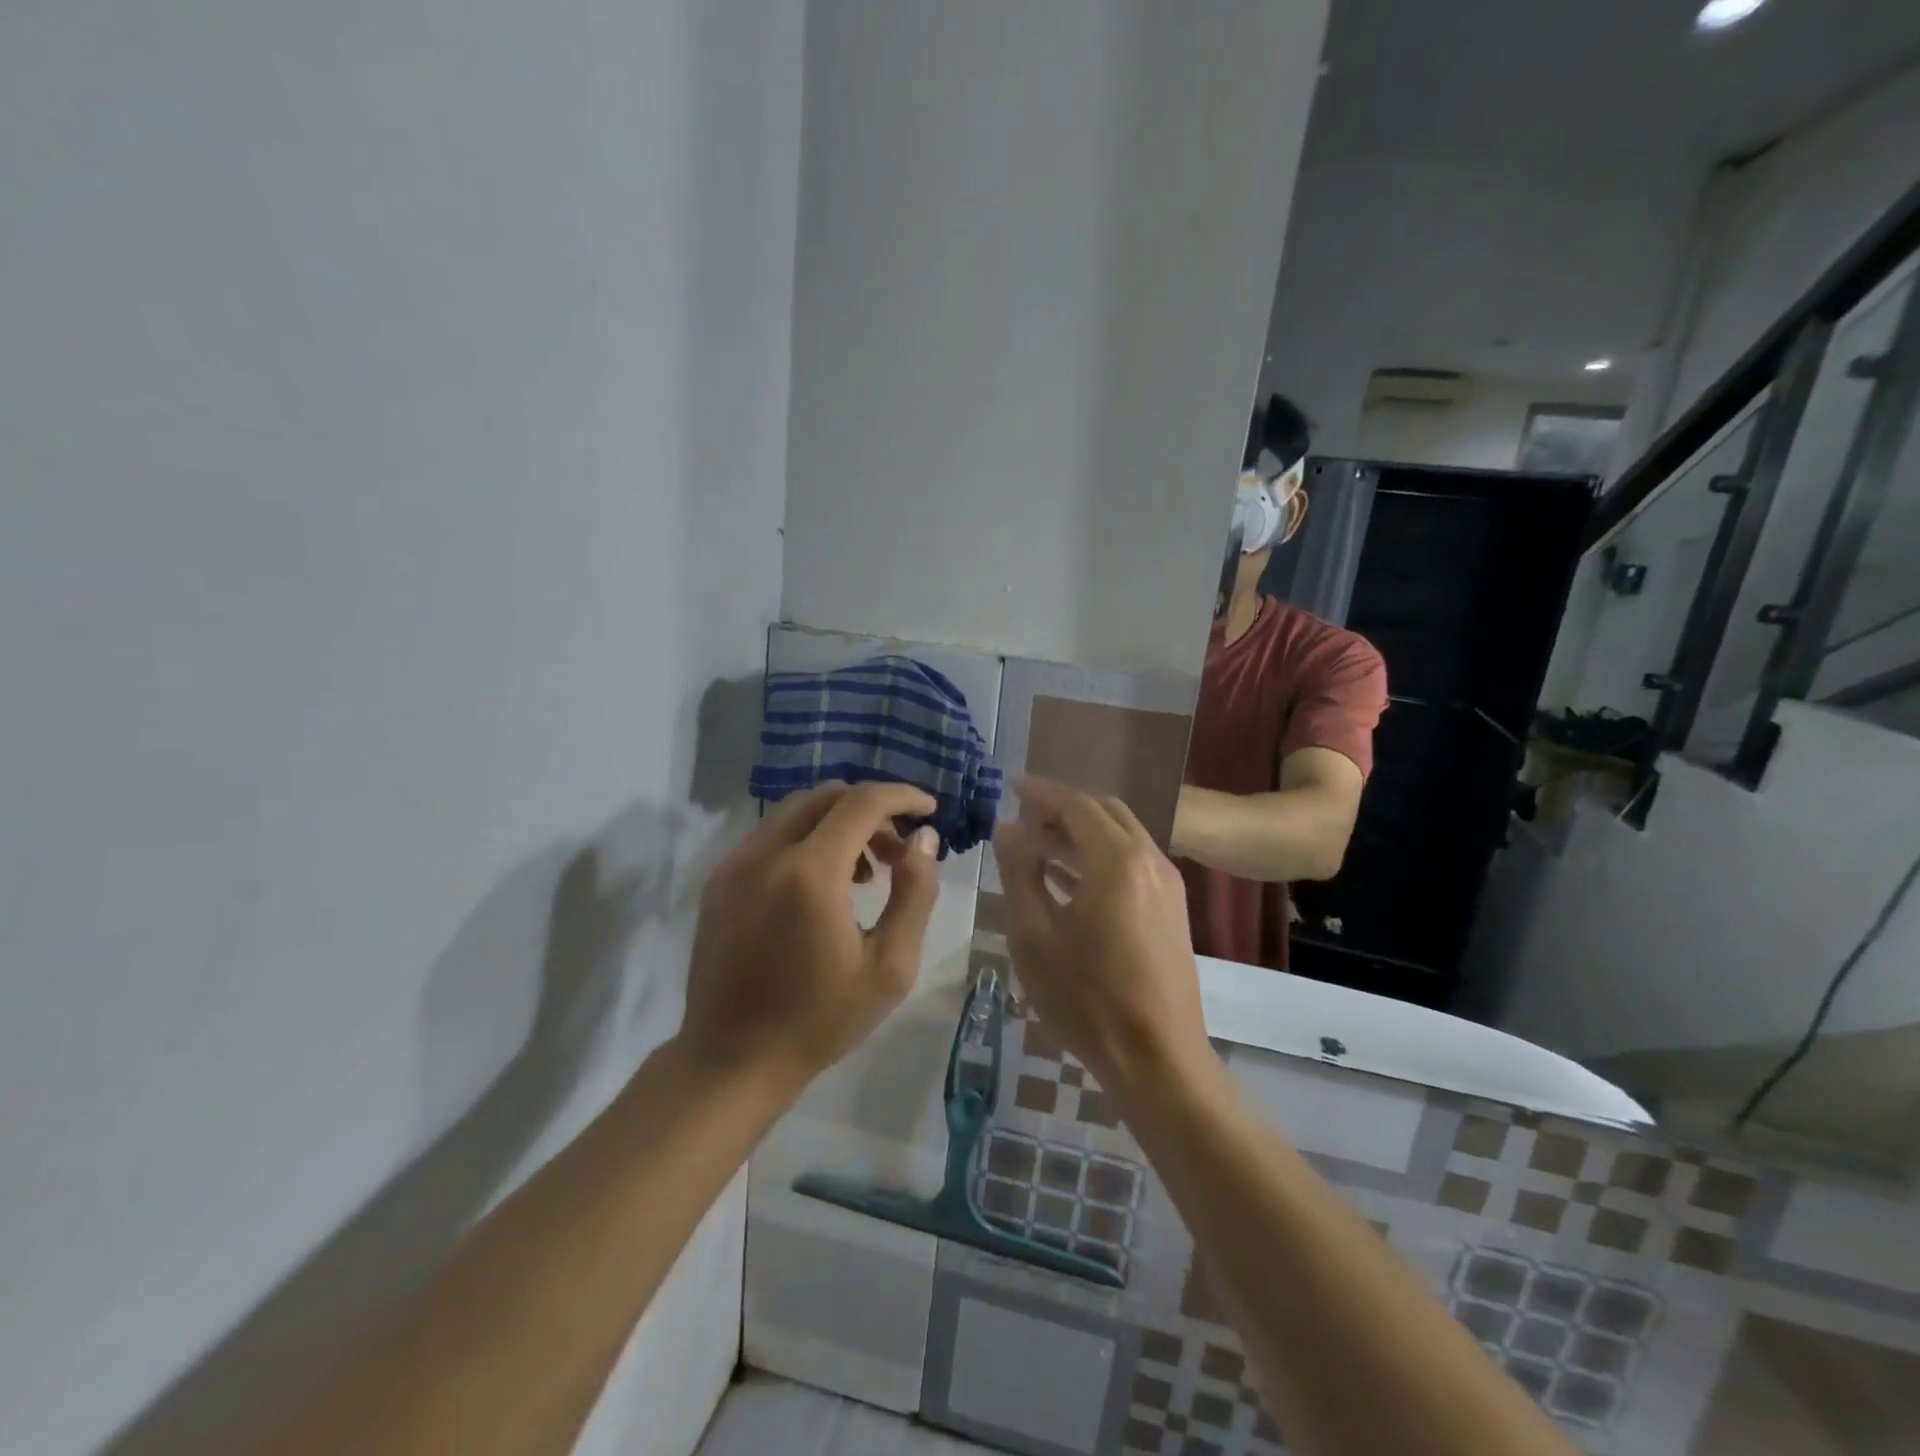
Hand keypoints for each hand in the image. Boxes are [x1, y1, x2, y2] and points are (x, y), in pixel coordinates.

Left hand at [679, 782, 941, 1095]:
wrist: (732, 1060)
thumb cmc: (820, 1019)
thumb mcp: (890, 965)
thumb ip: (915, 893)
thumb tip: (924, 838)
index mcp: (809, 873)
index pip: (862, 802)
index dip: (902, 796)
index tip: (930, 811)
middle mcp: (766, 852)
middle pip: (827, 796)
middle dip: (872, 810)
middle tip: (898, 851)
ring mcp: (735, 864)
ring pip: (797, 812)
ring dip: (839, 824)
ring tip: (865, 874)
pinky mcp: (719, 880)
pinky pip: (772, 836)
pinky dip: (807, 840)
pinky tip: (823, 886)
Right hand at [992, 777, 1211, 1097]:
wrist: (1156, 1058)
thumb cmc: (1086, 998)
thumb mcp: (1034, 935)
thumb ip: (1020, 873)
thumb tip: (1008, 828)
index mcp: (1117, 861)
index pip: (1077, 804)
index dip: (1042, 792)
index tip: (1012, 786)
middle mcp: (1149, 860)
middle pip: (1104, 812)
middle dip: (1063, 808)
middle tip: (1024, 818)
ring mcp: (1167, 885)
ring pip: (1120, 837)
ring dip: (1080, 833)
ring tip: (1036, 845)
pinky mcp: (1171, 909)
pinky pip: (1131, 863)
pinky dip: (1098, 857)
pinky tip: (1065, 878)